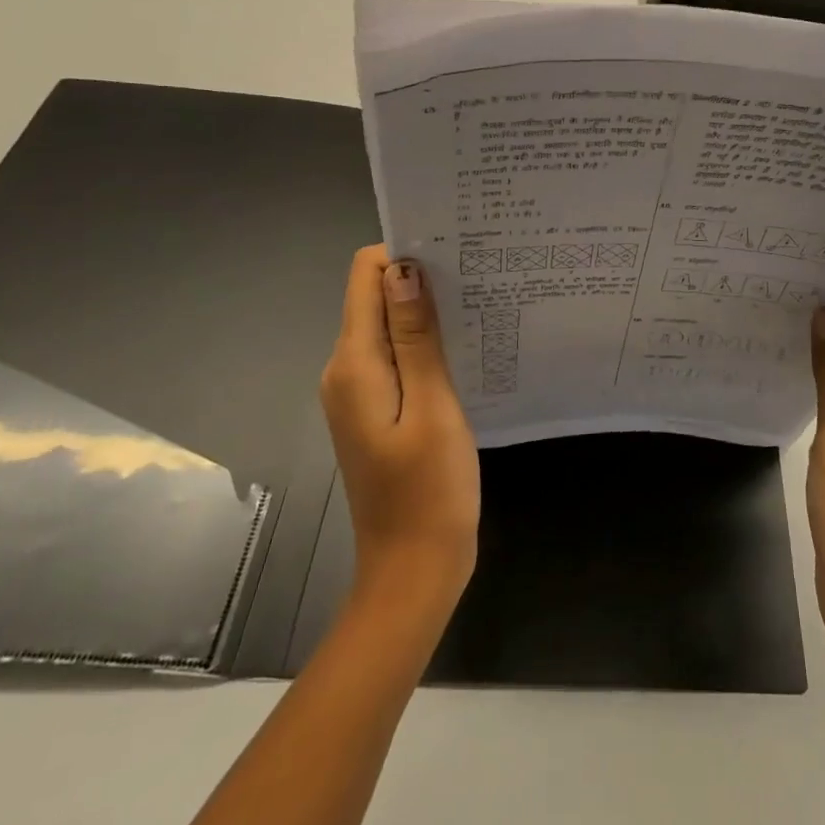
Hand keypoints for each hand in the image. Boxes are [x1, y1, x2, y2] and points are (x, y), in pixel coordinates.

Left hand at [321, 246, 479, 609]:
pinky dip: (425, 342)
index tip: (455, 253)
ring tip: (480, 305)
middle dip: (421, 278)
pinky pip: (396, 355)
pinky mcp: (376, 408)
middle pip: (375, 296)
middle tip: (478, 276)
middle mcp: (345, 370)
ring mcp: (358, 391)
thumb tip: (403, 269)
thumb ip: (416, 336)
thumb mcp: (433, 406)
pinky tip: (464, 347)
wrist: (414, 571)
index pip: (365, 276)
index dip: (404, 254)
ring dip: (427, 311)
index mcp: (354, 364)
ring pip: (388, 325)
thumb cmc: (430, 490)